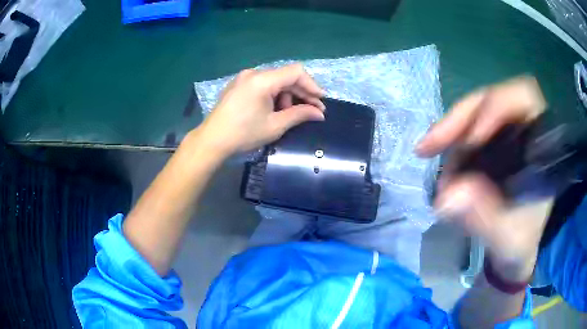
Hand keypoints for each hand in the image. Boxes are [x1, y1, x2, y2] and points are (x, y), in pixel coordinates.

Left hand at [197, 64, 325, 156]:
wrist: (211, 141)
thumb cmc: (244, 134)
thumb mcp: (275, 125)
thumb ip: (300, 115)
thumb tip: (320, 114)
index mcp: (263, 80)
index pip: (296, 72)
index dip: (312, 85)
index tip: (320, 101)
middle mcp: (253, 73)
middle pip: (286, 76)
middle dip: (301, 93)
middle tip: (313, 111)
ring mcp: (244, 78)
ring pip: (275, 80)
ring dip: (288, 95)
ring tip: (290, 114)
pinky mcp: (239, 85)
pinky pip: (263, 84)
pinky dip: (274, 94)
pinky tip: (275, 109)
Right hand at [416, 76, 551, 280]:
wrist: (524, 249)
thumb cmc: (525, 242)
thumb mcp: (509, 237)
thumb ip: (485, 217)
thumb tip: (447, 197)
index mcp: (542, 145)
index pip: (522, 98)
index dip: (495, 107)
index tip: (470, 140)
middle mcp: (526, 132)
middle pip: (491, 102)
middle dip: (459, 120)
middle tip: (428, 146)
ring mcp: (510, 137)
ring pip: (477, 114)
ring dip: (452, 133)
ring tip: (429, 156)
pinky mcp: (497, 146)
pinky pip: (471, 131)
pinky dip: (453, 142)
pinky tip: (441, 160)